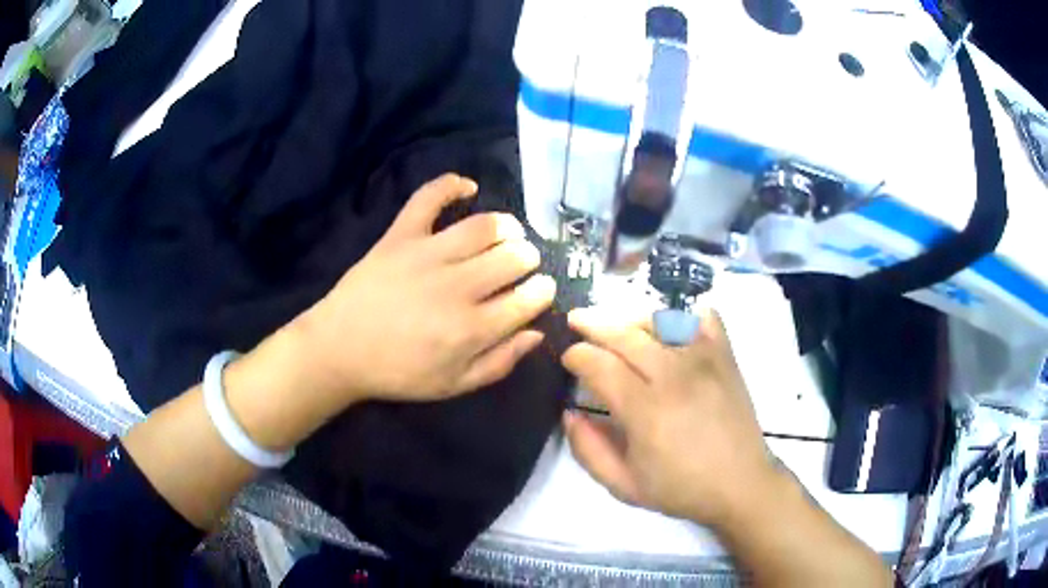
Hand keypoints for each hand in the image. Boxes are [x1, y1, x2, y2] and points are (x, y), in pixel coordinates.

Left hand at [293, 173, 555, 406]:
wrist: (339, 350)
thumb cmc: (398, 372)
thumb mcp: (453, 385)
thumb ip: (499, 362)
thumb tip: (536, 332)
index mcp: (471, 328)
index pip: (527, 299)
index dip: (542, 291)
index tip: (542, 288)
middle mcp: (457, 286)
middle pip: (512, 258)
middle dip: (528, 259)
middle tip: (524, 262)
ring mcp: (427, 255)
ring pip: (483, 227)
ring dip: (507, 226)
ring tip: (509, 232)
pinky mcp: (400, 235)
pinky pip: (428, 199)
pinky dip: (450, 185)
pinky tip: (467, 187)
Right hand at [561, 307, 776, 528]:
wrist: (741, 483)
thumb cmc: (681, 488)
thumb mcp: (623, 485)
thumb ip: (588, 450)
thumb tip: (569, 413)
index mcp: (646, 411)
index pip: (600, 365)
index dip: (577, 355)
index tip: (568, 358)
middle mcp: (674, 375)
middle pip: (625, 334)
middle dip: (593, 324)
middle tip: (576, 321)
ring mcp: (704, 360)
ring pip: (660, 319)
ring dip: (630, 318)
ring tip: (616, 325)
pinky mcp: (726, 356)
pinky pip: (702, 318)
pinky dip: (682, 316)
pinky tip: (669, 328)